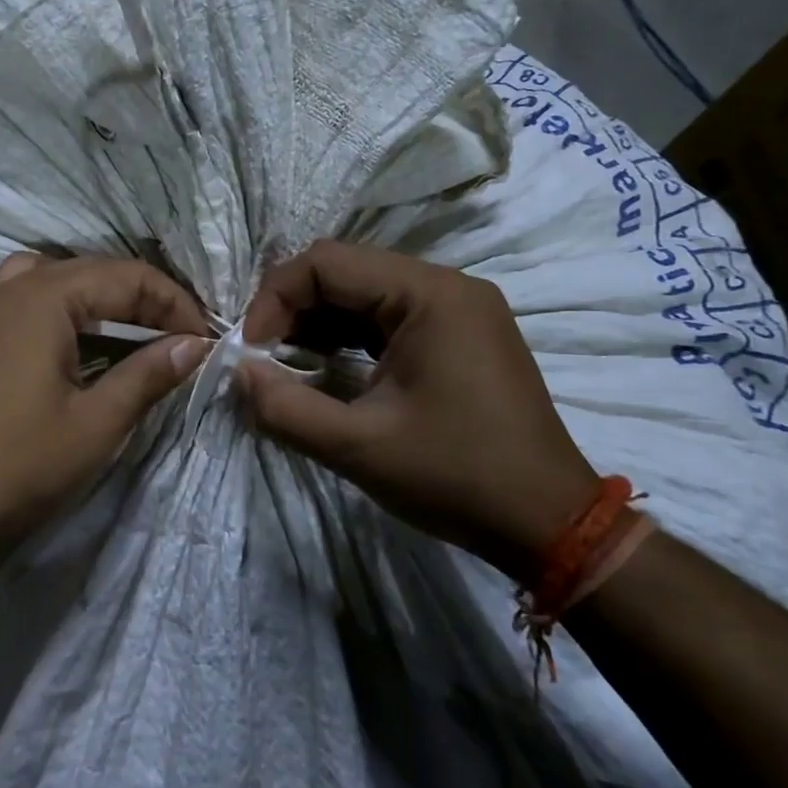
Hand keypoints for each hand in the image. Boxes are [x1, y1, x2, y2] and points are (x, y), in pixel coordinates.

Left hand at [0, 252, 210, 562]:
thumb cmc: (20, 466)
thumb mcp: (97, 423)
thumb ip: (149, 374)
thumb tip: (196, 344)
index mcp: (40, 298)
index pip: (125, 277)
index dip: (173, 304)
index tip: (204, 339)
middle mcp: (6, 288)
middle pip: (90, 271)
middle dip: (140, 298)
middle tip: (178, 338)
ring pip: (52, 277)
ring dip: (97, 296)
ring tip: (129, 330)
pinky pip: (21, 296)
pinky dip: (57, 306)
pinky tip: (73, 342)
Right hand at [240, 240, 596, 578]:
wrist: (549, 525)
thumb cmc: (456, 477)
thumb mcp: (357, 447)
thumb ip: (284, 407)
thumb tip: (238, 372)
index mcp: (429, 294)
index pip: (326, 262)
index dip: (275, 299)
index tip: (252, 352)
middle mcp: (445, 286)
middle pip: (345, 271)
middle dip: (293, 309)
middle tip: (264, 358)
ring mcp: (457, 309)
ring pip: (363, 292)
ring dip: (317, 322)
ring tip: (287, 365)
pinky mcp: (458, 334)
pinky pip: (387, 316)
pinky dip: (348, 336)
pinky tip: (326, 368)